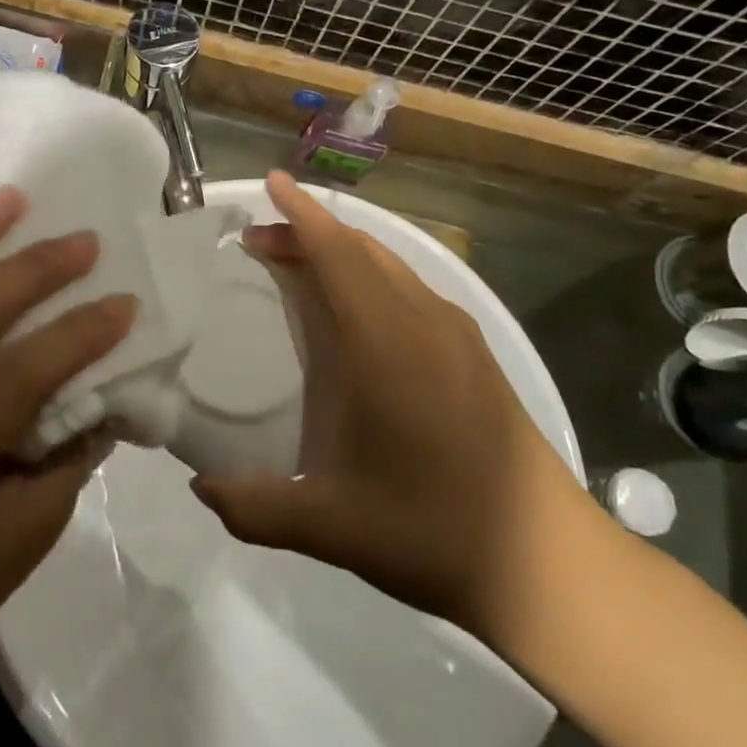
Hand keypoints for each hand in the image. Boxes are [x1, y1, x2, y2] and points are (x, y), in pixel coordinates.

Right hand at [191, 172, 599, 642]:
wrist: (546, 563)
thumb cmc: (431, 531)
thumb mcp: (328, 528)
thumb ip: (252, 508)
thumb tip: (200, 489)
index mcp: (385, 344)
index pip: (337, 254)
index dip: (301, 214)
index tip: (271, 183)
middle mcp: (423, 322)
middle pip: (361, 249)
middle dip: (309, 232)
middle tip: (260, 242)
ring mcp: (456, 335)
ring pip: (389, 266)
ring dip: (342, 253)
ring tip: (299, 268)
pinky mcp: (475, 353)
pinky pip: (411, 289)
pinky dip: (371, 276)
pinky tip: (356, 314)